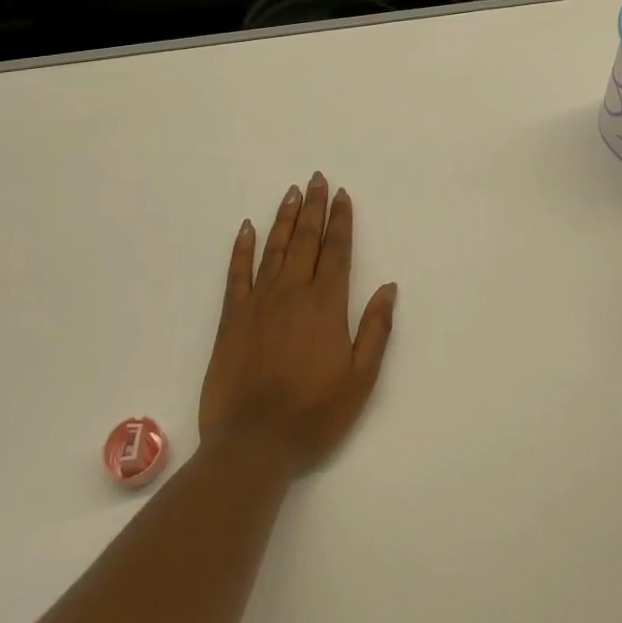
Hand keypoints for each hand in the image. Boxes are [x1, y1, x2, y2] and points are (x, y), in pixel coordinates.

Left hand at [199, 173, 397, 475]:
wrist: (253, 444)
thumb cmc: (314, 414)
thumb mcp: (360, 378)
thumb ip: (375, 329)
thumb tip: (389, 286)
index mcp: (326, 305)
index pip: (337, 251)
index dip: (341, 221)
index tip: (342, 194)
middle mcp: (293, 293)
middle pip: (306, 240)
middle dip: (314, 207)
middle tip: (316, 178)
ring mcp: (259, 302)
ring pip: (274, 249)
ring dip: (284, 218)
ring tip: (292, 192)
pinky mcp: (232, 318)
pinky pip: (237, 273)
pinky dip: (242, 248)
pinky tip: (247, 228)